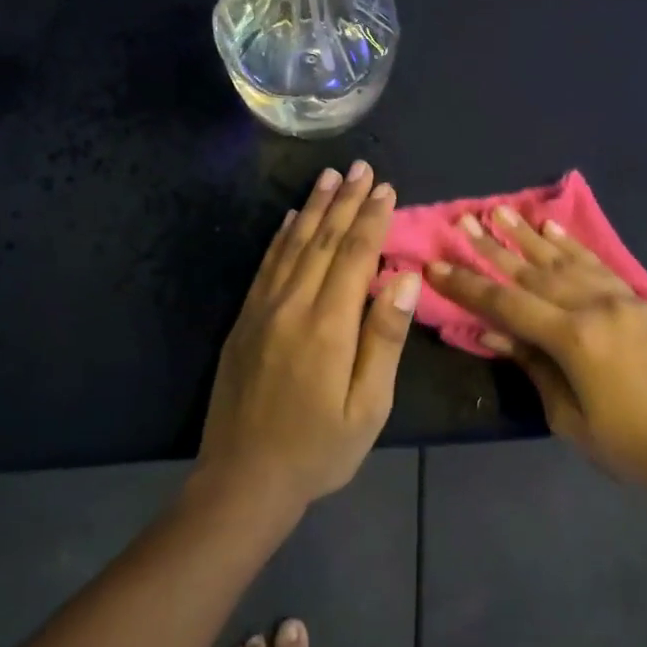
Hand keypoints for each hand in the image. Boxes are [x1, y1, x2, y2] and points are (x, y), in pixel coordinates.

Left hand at [198, 162, 420, 510]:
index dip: (372, 219)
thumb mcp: (368, 406)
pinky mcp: (244, 321)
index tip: (386, 188)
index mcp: (329, 325)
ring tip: (329, 176)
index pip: (354, 256)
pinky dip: (280, 237)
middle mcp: (293, 305)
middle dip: (345, 201)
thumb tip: (402, 279)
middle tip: (361, 167)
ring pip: (292, 245)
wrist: (243, 480)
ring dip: (313, 208)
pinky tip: (289, 219)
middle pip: (323, 240)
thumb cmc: (319, 448)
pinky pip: (265, 266)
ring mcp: (263, 311)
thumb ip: (384, 338)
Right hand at [427, 209, 646, 498]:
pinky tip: (552, 229)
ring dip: (528, 236)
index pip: (506, 305)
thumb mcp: (570, 418)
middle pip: (531, 273)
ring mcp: (619, 298)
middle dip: (493, 249)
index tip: (436, 264)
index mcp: (573, 339)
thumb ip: (533, 366)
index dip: (467, 286)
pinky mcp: (637, 301)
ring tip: (500, 211)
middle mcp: (593, 306)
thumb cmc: (632, 445)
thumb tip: (492, 332)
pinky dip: (572, 245)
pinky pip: (597, 264)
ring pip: (563, 260)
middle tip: (463, 222)